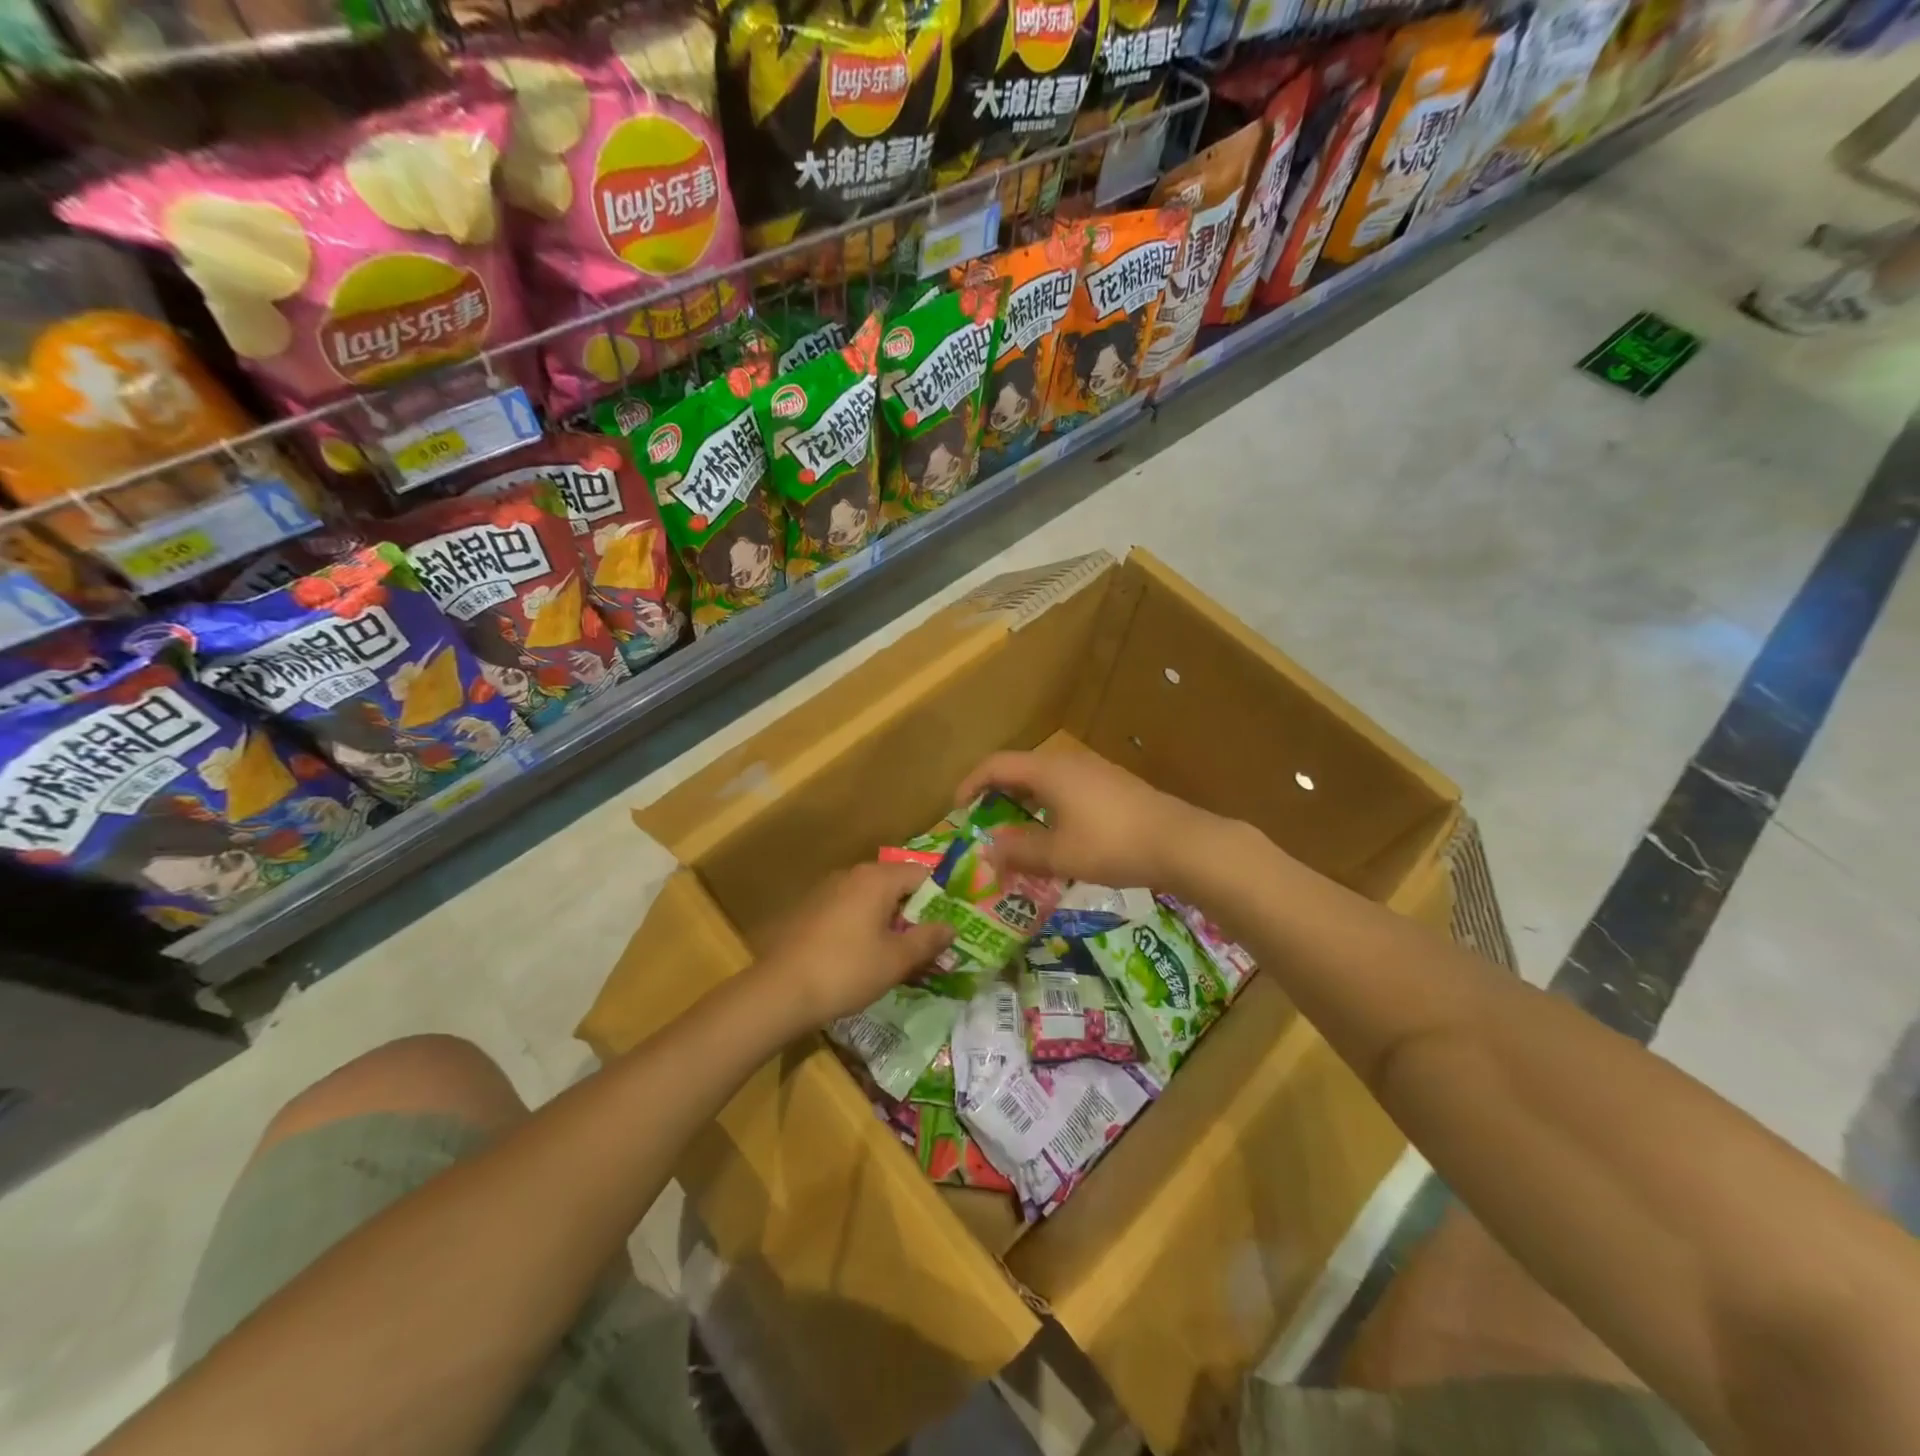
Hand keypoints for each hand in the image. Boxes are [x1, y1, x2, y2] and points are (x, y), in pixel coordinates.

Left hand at [753, 862, 953, 1028]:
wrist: (780, 991)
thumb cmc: (847, 970)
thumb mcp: (896, 959)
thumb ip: (928, 939)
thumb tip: (951, 927)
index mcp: (877, 879)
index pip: (922, 874)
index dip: (940, 899)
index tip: (947, 928)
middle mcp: (852, 875)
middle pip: (896, 886)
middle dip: (914, 914)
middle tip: (927, 947)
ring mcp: (827, 890)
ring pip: (871, 900)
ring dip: (889, 923)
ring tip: (898, 957)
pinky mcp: (810, 910)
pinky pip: (849, 911)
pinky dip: (864, 927)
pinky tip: (863, 958)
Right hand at [954, 749, 1231, 891]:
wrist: (1181, 843)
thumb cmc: (1112, 845)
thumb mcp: (1059, 855)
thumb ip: (1020, 851)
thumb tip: (989, 850)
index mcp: (1048, 771)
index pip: (995, 765)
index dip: (970, 784)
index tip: (957, 810)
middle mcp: (1068, 762)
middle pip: (1019, 770)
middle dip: (996, 796)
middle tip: (983, 825)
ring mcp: (1094, 772)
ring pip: (1045, 781)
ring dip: (1024, 804)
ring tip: (1016, 834)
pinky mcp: (1113, 786)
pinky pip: (1066, 789)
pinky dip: (1048, 807)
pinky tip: (1056, 835)